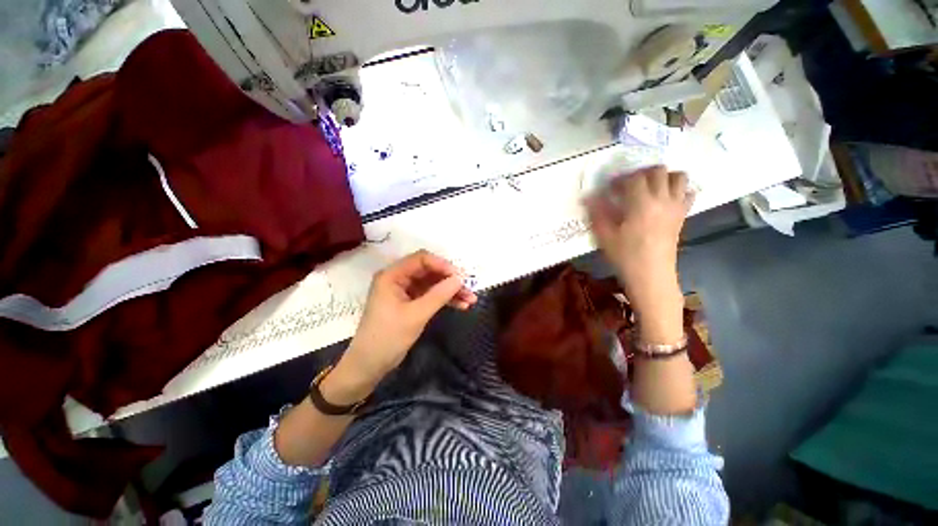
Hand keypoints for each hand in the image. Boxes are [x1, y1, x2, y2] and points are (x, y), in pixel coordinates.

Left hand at [327, 250, 476, 400]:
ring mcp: (404, 291)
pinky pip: (430, 295)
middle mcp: (398, 278)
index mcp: (392, 275)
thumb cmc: (388, 337)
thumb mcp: (416, 315)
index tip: (460, 277)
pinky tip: (460, 306)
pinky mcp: (410, 303)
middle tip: (469, 289)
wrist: (369, 365)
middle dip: (450, 280)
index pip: (421, 259)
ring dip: (450, 291)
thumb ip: (439, 295)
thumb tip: (460, 279)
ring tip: (470, 300)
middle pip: (429, 271)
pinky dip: (444, 300)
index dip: (442, 265)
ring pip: (432, 284)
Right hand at [585, 165, 691, 342]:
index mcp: (641, 204)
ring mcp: (676, 207)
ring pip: (679, 177)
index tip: (609, 188)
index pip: (633, 178)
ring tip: (648, 187)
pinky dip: (679, 189)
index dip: (620, 179)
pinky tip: (665, 199)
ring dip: (663, 176)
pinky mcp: (682, 215)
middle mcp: (663, 200)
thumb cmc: (625, 256)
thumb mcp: (605, 236)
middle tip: (628, 185)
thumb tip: (588, 196)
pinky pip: (688, 193)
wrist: (651, 275)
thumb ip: (597, 212)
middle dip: (641, 173)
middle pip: (658, 171)